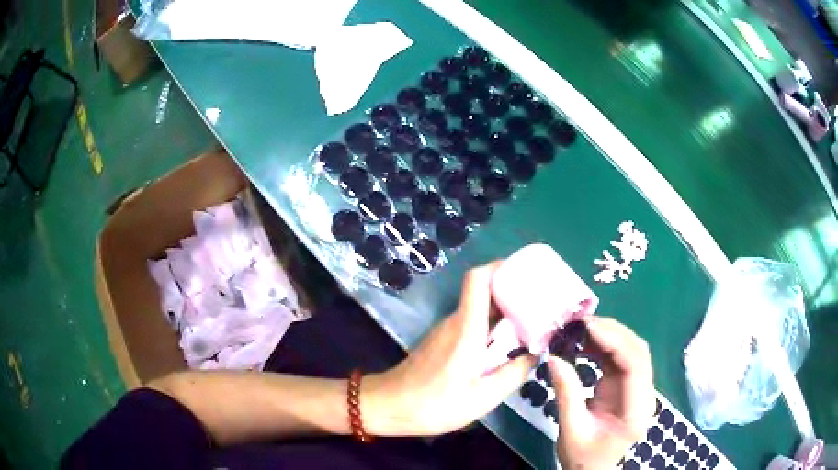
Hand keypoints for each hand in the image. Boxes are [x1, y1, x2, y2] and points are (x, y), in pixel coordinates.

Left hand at [361, 262, 536, 436]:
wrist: (389, 406)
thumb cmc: (435, 403)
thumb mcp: (483, 397)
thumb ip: (513, 374)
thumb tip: (534, 354)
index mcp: (467, 327)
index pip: (478, 278)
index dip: (501, 267)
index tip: (525, 274)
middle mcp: (455, 321)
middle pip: (484, 292)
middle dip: (513, 292)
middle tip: (540, 305)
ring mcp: (446, 330)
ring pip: (479, 309)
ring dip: (503, 312)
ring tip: (530, 325)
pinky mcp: (441, 341)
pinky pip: (471, 324)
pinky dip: (490, 327)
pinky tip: (504, 347)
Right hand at [549, 317, 654, 468]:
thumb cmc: (582, 457)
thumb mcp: (570, 430)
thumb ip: (566, 394)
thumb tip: (554, 357)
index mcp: (636, 410)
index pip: (635, 365)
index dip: (615, 341)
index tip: (588, 327)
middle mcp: (644, 395)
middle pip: (638, 352)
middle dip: (612, 333)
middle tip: (581, 323)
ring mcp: (638, 389)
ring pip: (631, 350)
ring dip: (609, 336)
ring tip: (581, 329)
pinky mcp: (627, 387)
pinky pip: (621, 358)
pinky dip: (605, 346)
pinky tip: (587, 342)